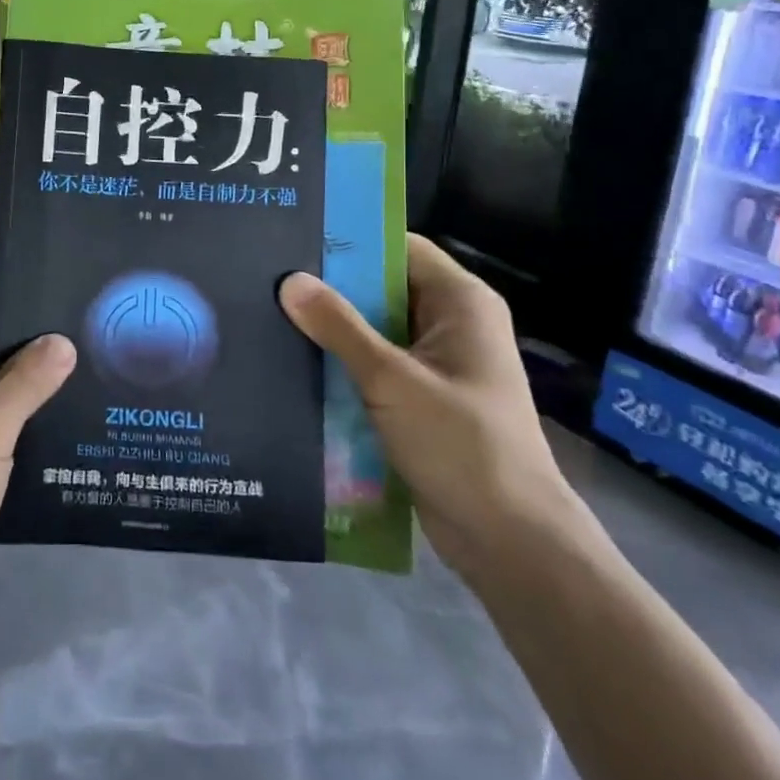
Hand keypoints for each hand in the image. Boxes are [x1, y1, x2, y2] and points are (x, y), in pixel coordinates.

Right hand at [279, 234, 577, 584]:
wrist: (509, 542)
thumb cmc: (461, 445)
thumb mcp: (392, 380)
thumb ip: (339, 328)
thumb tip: (289, 281)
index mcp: (460, 302)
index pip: (399, 248)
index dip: (351, 241)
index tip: (296, 237)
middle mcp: (451, 324)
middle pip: (383, 288)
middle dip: (332, 287)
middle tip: (270, 277)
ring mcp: (436, 364)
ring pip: (375, 330)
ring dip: (333, 328)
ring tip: (271, 313)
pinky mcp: (421, 399)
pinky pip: (375, 366)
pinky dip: (343, 363)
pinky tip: (295, 362)